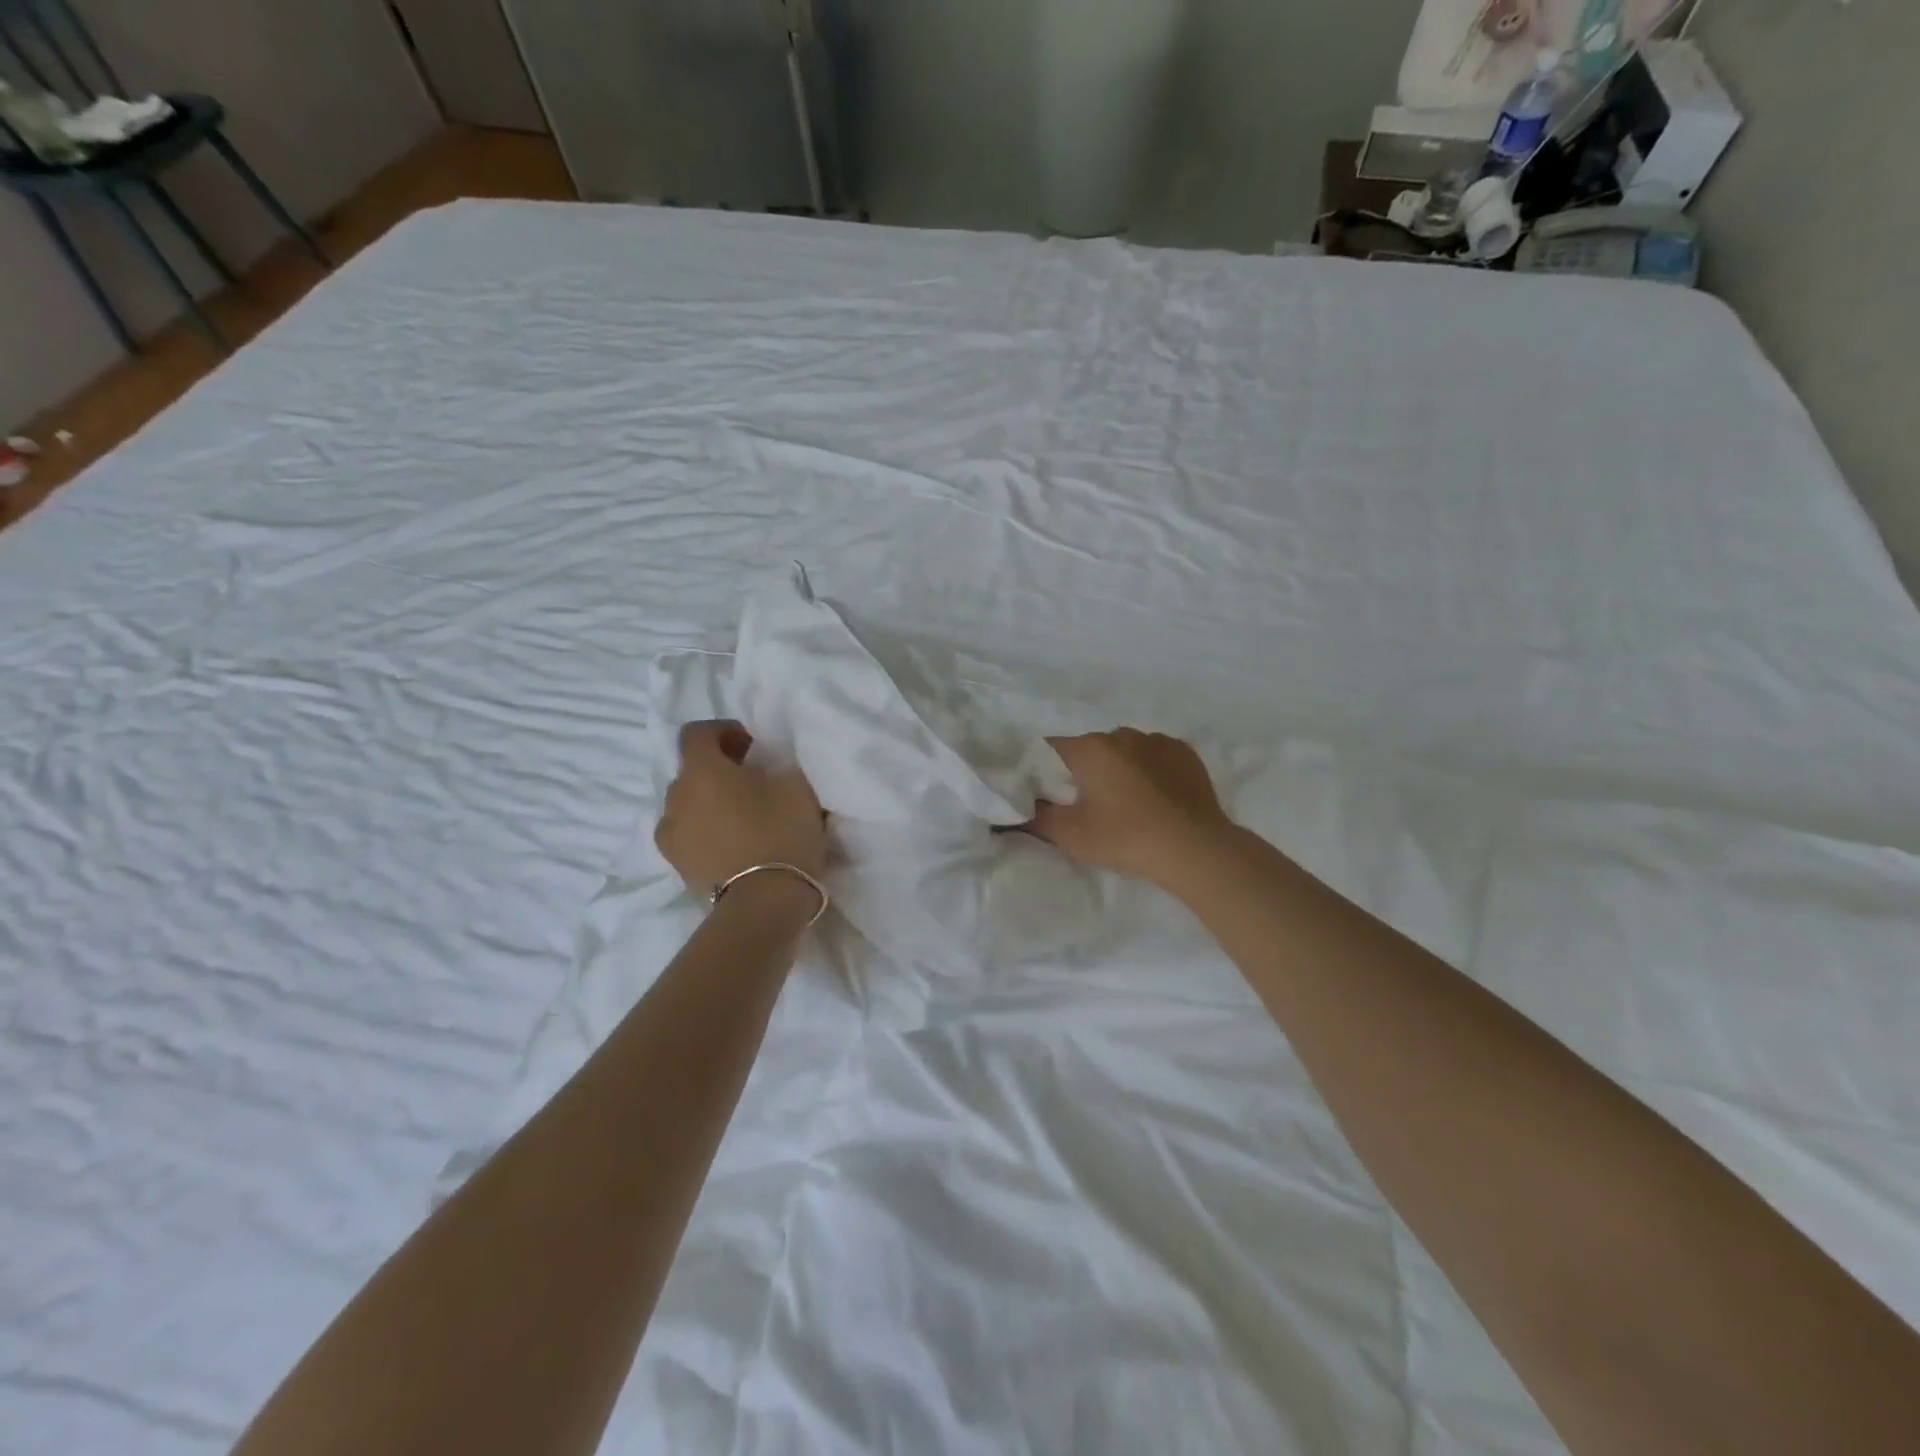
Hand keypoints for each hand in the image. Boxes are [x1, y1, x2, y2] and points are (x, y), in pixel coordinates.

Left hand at [655, 720, 826, 896]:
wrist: (764, 903)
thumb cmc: (780, 833)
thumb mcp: (796, 786)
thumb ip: (777, 766)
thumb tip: (764, 767)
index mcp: (701, 770)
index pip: (697, 733)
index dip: (723, 731)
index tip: (751, 747)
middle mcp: (675, 797)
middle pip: (692, 771)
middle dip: (718, 771)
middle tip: (753, 783)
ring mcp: (670, 835)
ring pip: (688, 805)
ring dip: (710, 803)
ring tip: (743, 818)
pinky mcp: (677, 866)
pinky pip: (689, 835)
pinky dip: (706, 832)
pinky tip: (734, 845)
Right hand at [1027, 729, 1235, 890]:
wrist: (1193, 848)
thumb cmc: (1125, 838)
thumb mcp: (1070, 835)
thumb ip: (1036, 819)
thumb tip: (1015, 812)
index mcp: (1090, 748)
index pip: (1051, 750)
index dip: (1044, 771)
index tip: (1047, 794)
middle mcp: (1121, 734)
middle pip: (1089, 748)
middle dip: (1083, 770)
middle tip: (1086, 804)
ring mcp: (1157, 740)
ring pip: (1124, 749)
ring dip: (1118, 768)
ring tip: (1126, 802)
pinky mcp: (1184, 752)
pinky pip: (1155, 755)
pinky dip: (1149, 769)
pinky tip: (1155, 796)